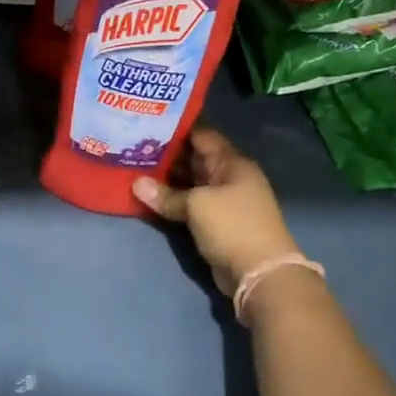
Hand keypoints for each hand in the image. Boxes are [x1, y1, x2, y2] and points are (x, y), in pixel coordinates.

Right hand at [133, 128, 301, 295]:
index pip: (202, 135)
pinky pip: (192, 203)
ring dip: (168, 178)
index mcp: (232, 163)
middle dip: (168, 154)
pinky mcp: (217, 222)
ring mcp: (225, 200)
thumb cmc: (232, 226)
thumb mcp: (197, 205)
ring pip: (192, 182)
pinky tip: (150, 195)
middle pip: (196, 158)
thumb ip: (167, 194)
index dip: (177, 129)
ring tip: (136, 167)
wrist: (260, 273)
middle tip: (135, 146)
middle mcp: (230, 177)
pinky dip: (174, 199)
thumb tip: (136, 184)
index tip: (149, 122)